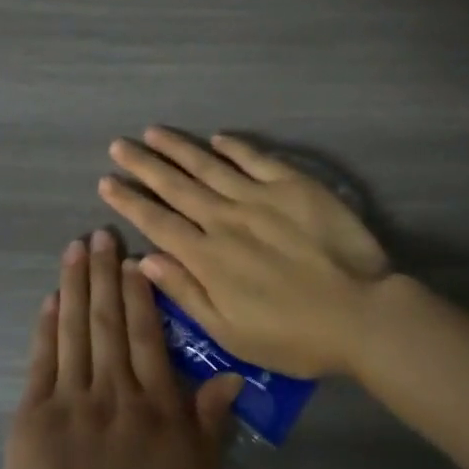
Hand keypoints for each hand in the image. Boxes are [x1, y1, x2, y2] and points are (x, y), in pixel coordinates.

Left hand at [3, 229, 242, 468]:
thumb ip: (209, 428)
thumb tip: (231, 376)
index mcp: (156, 410)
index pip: (150, 337)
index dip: (143, 294)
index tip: (137, 258)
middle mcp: (115, 392)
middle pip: (111, 321)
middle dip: (105, 274)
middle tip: (101, 233)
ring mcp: (71, 399)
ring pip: (76, 329)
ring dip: (76, 285)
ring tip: (76, 248)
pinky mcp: (33, 414)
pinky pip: (43, 359)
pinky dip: (47, 326)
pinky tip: (50, 298)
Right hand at [98, 127, 390, 378]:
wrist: (361, 313)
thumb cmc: (294, 336)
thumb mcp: (231, 333)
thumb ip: (186, 293)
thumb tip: (144, 260)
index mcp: (207, 257)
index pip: (157, 222)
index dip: (129, 201)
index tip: (106, 181)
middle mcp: (225, 219)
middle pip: (176, 186)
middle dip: (143, 165)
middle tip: (118, 145)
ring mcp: (259, 197)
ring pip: (209, 165)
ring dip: (178, 148)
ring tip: (153, 132)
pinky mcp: (293, 186)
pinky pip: (256, 158)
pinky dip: (234, 147)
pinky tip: (217, 137)